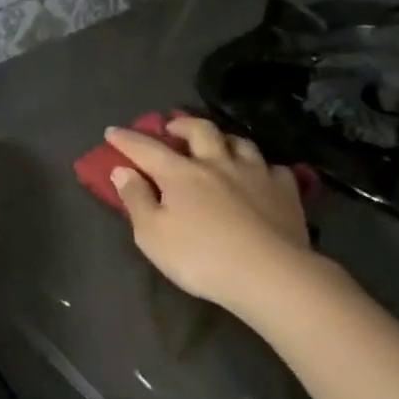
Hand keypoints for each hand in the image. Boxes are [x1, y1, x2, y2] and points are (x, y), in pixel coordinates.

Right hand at [106, 117, 310, 309]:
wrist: (269, 273)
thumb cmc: (201, 258)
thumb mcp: (152, 236)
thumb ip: (136, 200)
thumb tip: (122, 170)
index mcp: (181, 174)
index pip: (146, 149)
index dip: (126, 139)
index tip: (112, 132)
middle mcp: (218, 163)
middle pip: (200, 130)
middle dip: (182, 124)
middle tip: (173, 128)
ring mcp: (256, 173)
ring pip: (240, 142)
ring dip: (223, 140)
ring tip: (218, 146)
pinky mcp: (285, 190)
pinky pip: (273, 168)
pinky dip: (262, 167)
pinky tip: (261, 176)